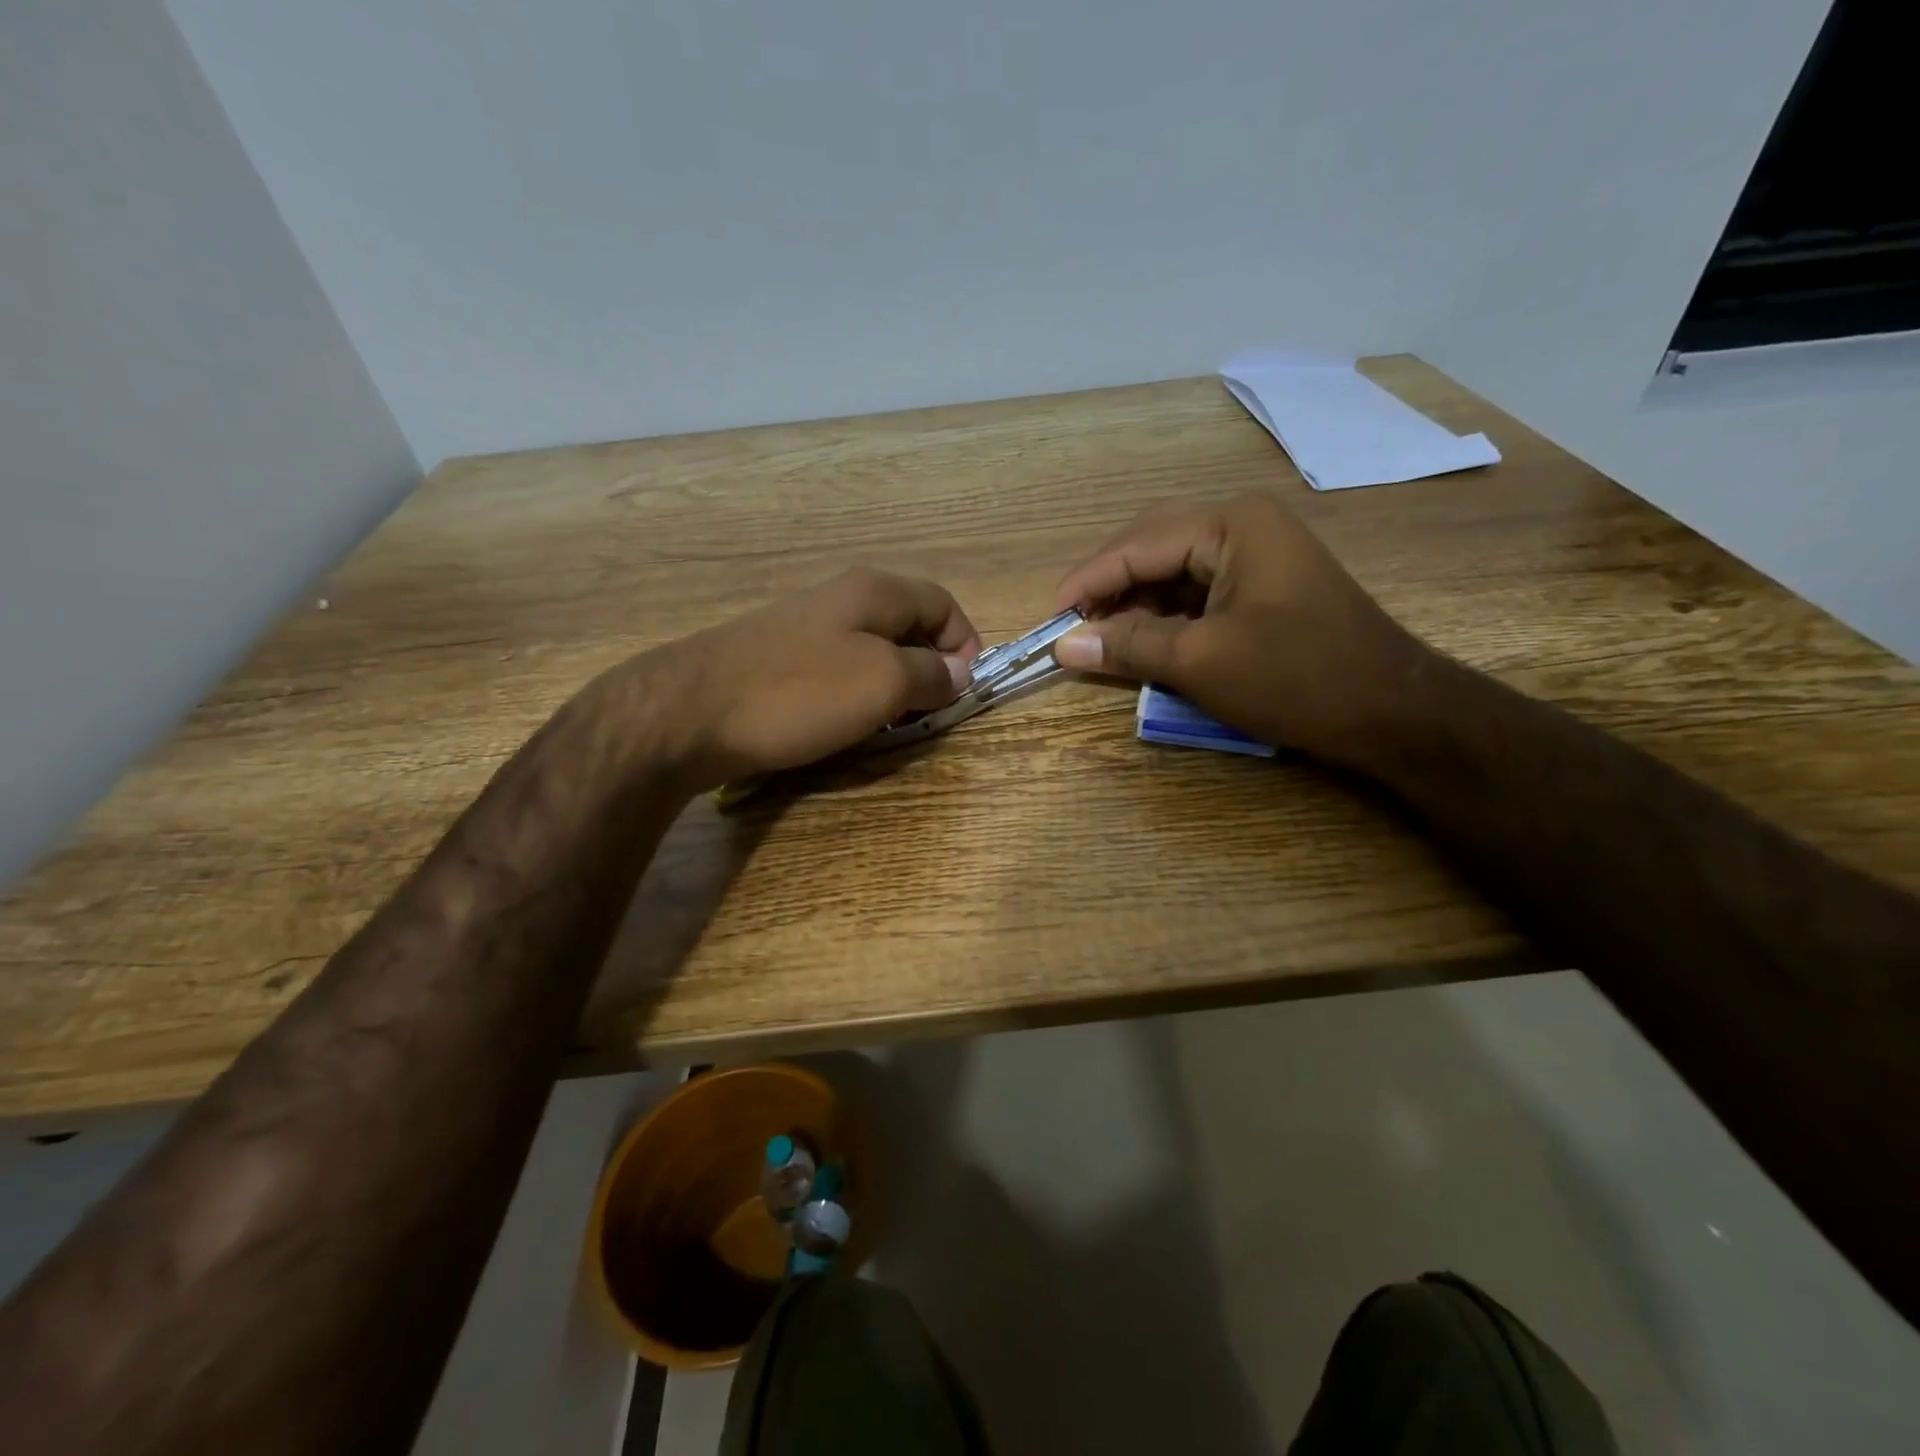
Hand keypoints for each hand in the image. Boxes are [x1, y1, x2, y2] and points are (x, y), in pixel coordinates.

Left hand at [639, 567, 981, 789]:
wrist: (688, 713)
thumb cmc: (799, 692)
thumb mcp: (882, 682)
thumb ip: (930, 673)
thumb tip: (958, 670)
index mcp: (874, 591)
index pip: (943, 603)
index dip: (965, 644)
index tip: (964, 691)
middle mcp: (841, 599)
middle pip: (908, 626)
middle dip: (929, 669)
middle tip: (928, 714)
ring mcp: (804, 628)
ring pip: (872, 652)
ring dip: (891, 687)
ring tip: (888, 725)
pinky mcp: (777, 659)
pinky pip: (836, 671)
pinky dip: (854, 696)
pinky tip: (842, 725)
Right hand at [1052, 493, 1426, 759]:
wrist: (1392, 713)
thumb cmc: (1296, 678)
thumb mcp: (1200, 661)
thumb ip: (1128, 645)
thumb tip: (1063, 645)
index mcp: (1231, 525)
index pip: (1137, 545)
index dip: (1087, 582)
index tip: (1049, 620)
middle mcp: (1243, 526)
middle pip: (1153, 548)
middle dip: (1110, 589)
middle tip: (1074, 629)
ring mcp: (1258, 556)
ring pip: (1173, 572)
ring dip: (1135, 605)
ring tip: (1102, 641)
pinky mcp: (1263, 589)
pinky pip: (1198, 594)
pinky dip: (1166, 618)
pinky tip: (1145, 643)